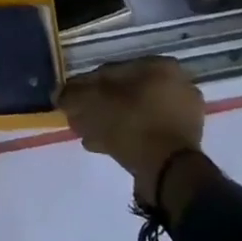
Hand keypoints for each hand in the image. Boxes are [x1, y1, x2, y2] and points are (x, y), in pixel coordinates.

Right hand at [57, 57, 206, 207]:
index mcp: (161, 67)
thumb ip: (74, 94)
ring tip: (85, 134)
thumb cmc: (133, 124)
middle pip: (125, 93)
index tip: (73, 100)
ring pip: (134, 113)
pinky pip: (145, 131)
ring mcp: (183, 116)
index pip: (115, 70)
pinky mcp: (182, 143)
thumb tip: (58, 94)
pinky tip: (100, 145)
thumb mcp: (94, 103)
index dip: (88, 85)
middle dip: (98, 106)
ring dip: (108, 122)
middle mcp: (177, 85)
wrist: (169, 173)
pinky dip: (124, 136)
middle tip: (78, 118)